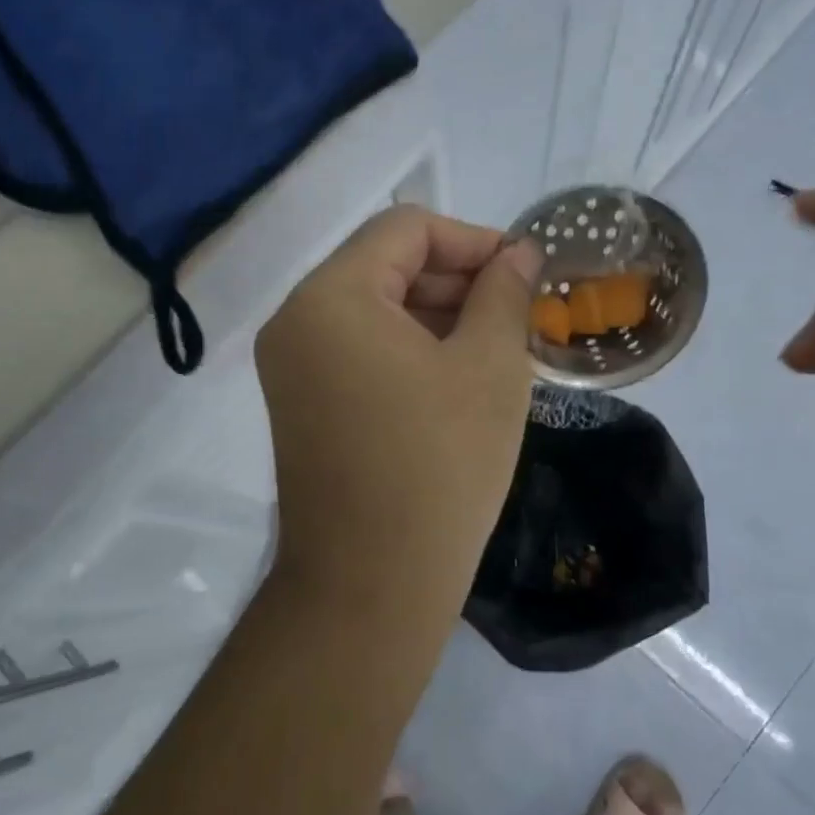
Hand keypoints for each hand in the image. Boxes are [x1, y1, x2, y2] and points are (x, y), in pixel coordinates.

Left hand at [255, 206, 539, 621]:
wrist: (372, 586)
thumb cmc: (440, 466)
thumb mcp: (490, 367)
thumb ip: (504, 293)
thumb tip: (518, 253)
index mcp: (331, 297)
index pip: (406, 229)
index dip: (473, 240)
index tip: (524, 274)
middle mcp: (296, 320)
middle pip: (384, 266)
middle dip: (456, 280)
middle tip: (517, 315)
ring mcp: (290, 367)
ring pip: (373, 310)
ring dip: (436, 316)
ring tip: (496, 349)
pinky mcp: (299, 405)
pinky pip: (358, 351)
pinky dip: (407, 350)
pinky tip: (456, 379)